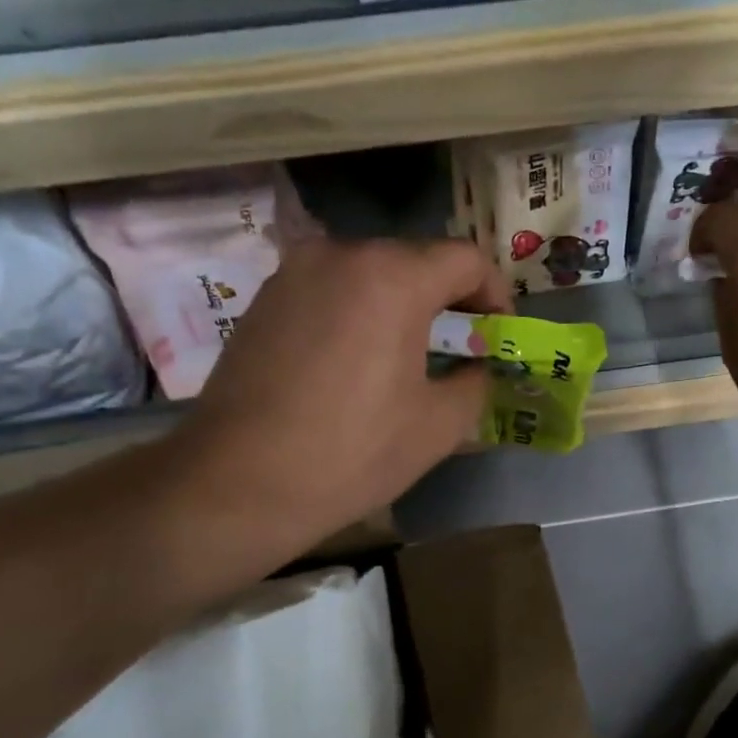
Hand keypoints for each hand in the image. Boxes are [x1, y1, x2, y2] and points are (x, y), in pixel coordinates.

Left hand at [160, 238, 510, 565]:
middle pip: (415, 260)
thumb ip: (475, 381)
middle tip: (461, 344)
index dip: (495, 292)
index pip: (465, 259)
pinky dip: (356, 311)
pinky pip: (329, 290)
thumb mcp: (438, 425)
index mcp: (392, 276)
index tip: (500, 331)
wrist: (238, 483)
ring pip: (369, 273)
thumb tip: (477, 367)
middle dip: (447, 297)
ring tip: (408, 353)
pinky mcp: (263, 298)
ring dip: (400, 303)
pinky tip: (355, 359)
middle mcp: (340, 254)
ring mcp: (293, 272)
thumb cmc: (351, 453)